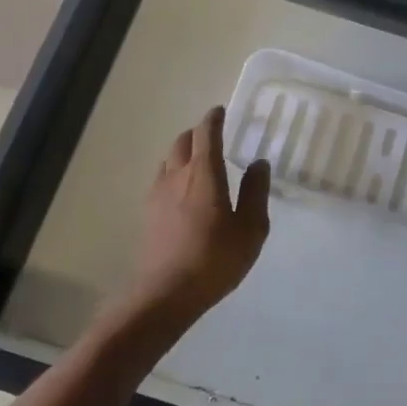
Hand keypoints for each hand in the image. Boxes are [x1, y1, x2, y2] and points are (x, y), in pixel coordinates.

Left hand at [122, 107, 270, 330]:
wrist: (165, 294)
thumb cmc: (214, 259)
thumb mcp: (250, 229)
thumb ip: (256, 192)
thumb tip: (258, 163)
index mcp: (204, 173)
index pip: (206, 134)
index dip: (213, 119)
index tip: (220, 112)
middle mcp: (177, 175)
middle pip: (183, 141)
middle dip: (198, 133)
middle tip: (213, 137)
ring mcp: (157, 194)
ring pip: (168, 159)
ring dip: (183, 152)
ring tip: (198, 162)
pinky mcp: (148, 213)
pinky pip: (161, 179)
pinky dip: (173, 173)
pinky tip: (182, 191)